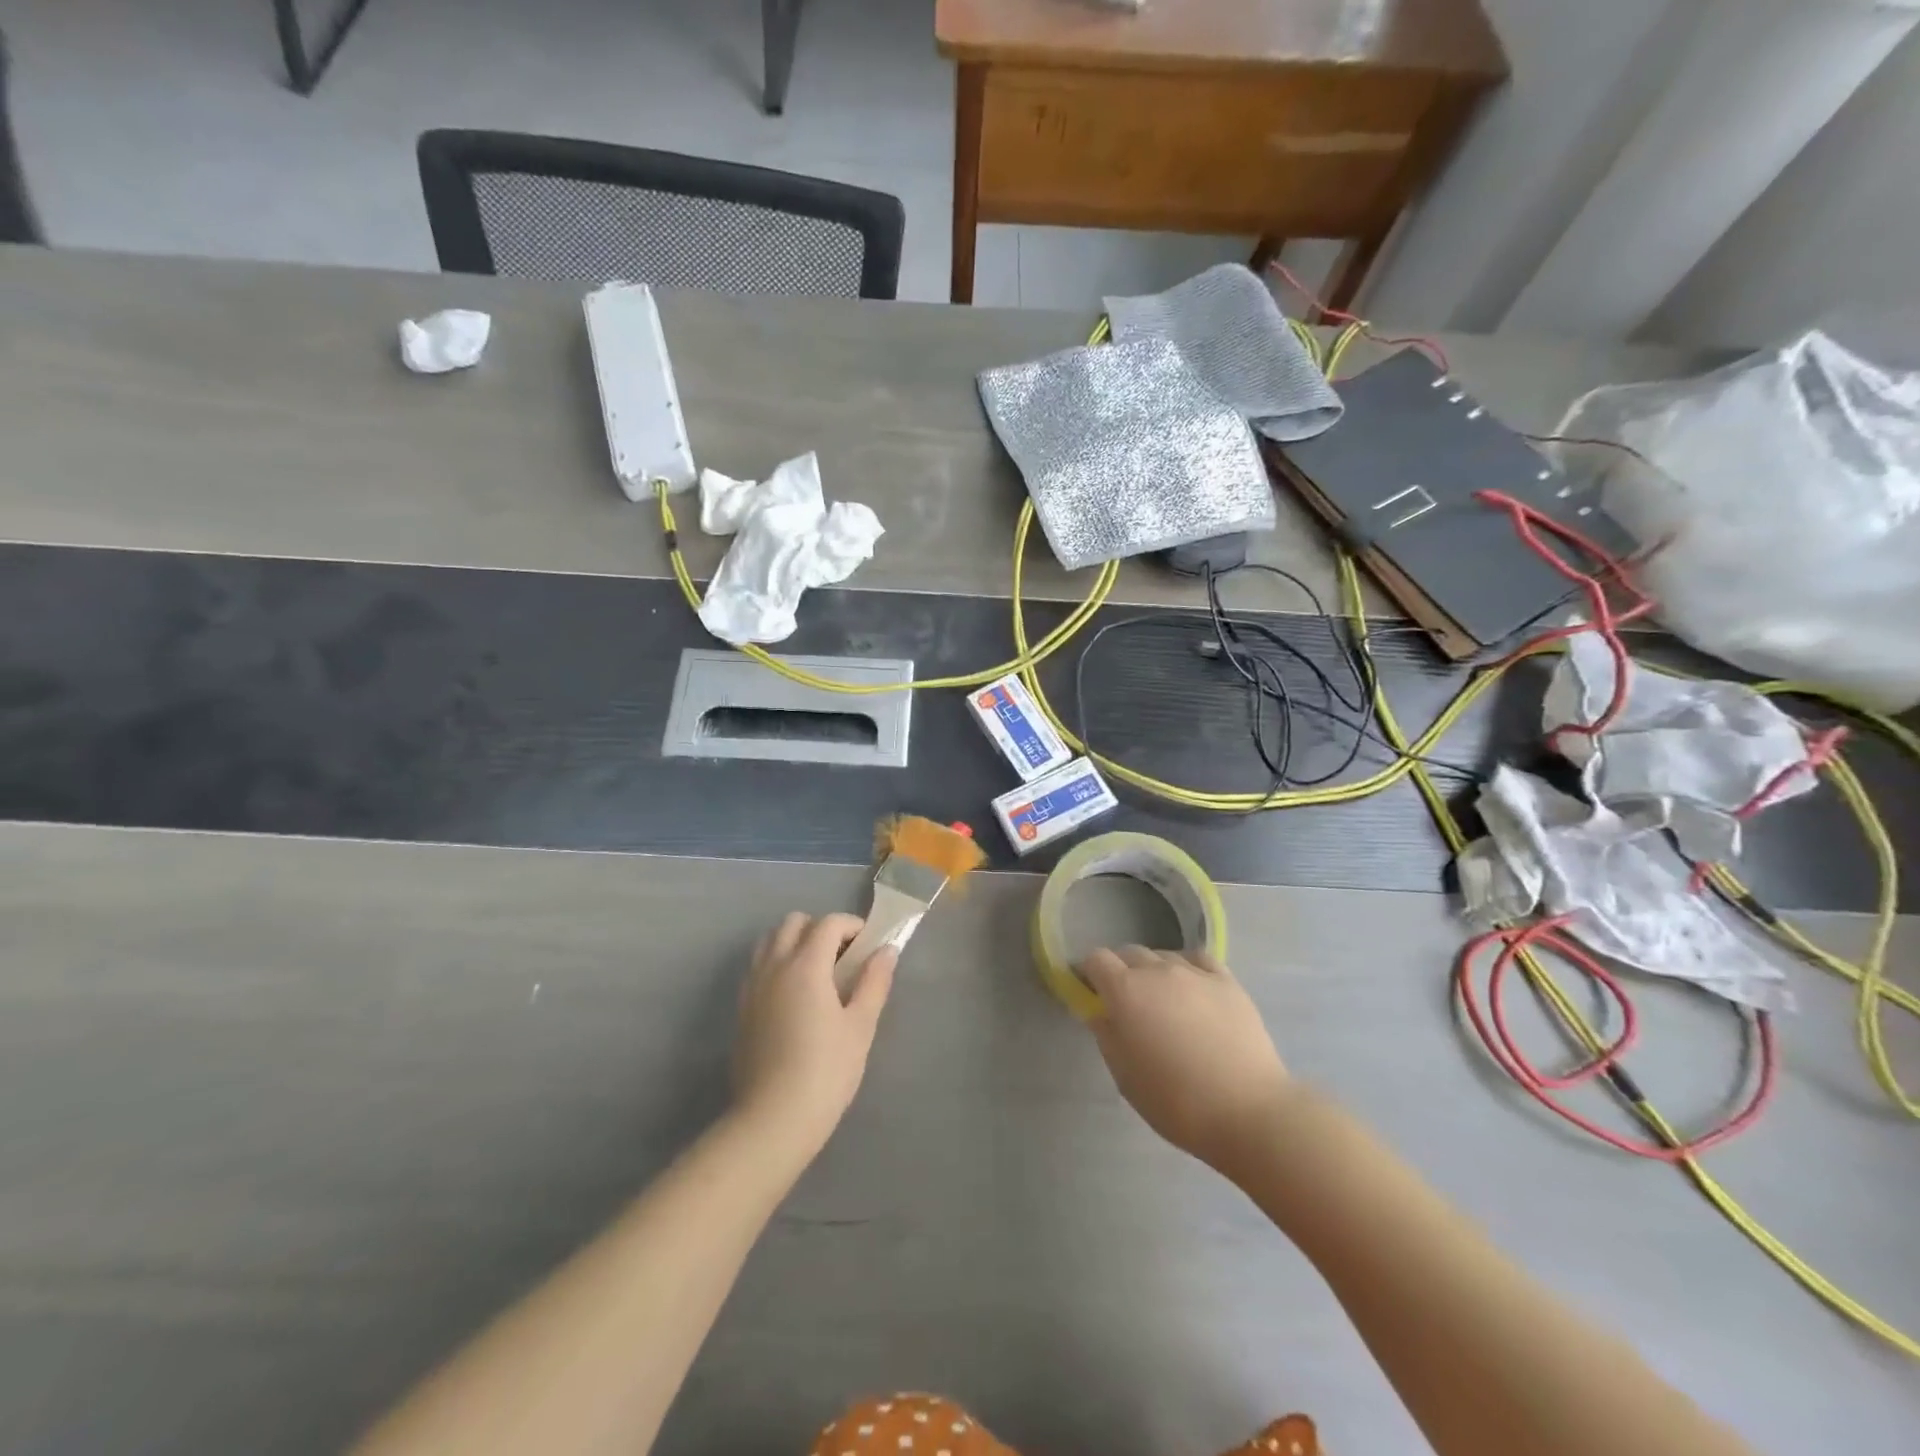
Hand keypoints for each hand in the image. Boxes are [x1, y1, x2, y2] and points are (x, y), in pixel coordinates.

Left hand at [732, 912, 895, 1157]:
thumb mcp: (860, 1026)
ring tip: (817, 973)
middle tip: (842, 958)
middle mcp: (774, 966)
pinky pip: (758, 966)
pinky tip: (794, 996)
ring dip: (794, 942)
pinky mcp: (741, 1009)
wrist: (773, 1120)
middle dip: (820, 929)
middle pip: (793, 922)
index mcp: (806, 965)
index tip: (869, 946)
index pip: (828, 923)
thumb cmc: (826, 1071)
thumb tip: (887, 951)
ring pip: (770, 941)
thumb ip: (874, 982)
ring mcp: (753, 986)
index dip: (852, 926)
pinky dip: (777, 964)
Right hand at [1080, 945, 1291, 1175]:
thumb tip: (1099, 1011)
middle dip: (1121, 971)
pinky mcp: (1227, 981)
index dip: (1090, 973)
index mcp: (1125, 991)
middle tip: (1128, 1004)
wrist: (1247, 1111)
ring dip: (1154, 972)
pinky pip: (1197, 960)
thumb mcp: (1124, 1075)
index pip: (1096, 959)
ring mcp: (1195, 972)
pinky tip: (1192, 990)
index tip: (1093, 994)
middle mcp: (1157, 970)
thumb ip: (1106, 1034)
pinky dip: (1187, 968)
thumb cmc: (1176, 1101)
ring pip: (1163, 956)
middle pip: (1129, 953)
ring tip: (1165, 1003)